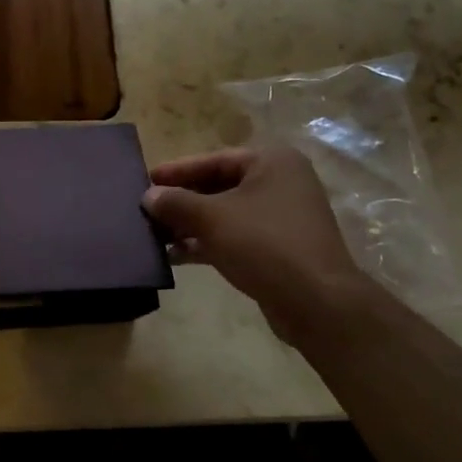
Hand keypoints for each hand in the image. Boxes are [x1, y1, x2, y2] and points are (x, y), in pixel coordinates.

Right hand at [144, 145, 372, 343]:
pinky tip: (175, 256)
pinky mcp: (278, 249)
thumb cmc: (263, 244)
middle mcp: (280, 184)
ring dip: (190, 226)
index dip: (177, 171)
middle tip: (146, 210)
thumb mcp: (211, 218)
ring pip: (224, 215)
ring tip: (154, 236)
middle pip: (218, 187)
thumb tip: (148, 196)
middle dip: (181, 202)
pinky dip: (206, 244)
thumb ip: (176, 203)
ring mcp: (281, 218)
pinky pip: (234, 238)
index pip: (214, 160)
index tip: (146, 180)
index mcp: (271, 163)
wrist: (315, 301)